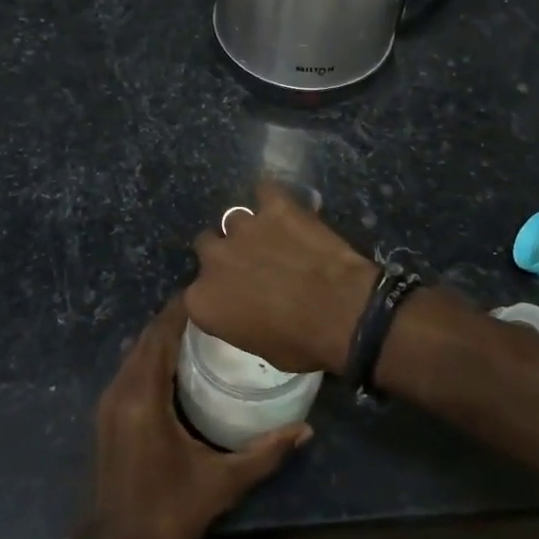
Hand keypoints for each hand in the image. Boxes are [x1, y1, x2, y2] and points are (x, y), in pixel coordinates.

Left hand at [84, 295, 309, 538]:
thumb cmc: (167, 513)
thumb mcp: (222, 482)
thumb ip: (265, 453)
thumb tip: (305, 430)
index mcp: (143, 395)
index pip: (161, 333)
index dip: (183, 307)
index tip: (213, 288)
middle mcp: (121, 389)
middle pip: (147, 337)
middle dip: (177, 317)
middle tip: (218, 306)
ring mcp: (109, 403)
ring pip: (137, 352)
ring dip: (164, 335)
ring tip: (204, 328)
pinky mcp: (107, 416)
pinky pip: (132, 369)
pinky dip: (153, 355)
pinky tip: (181, 363)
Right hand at [187, 182, 378, 374]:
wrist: (344, 313)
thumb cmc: (302, 343)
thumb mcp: (259, 347)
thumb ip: (238, 320)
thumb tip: (245, 309)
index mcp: (202, 300)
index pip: (195, 291)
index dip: (215, 291)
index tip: (232, 296)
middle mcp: (214, 259)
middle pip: (208, 246)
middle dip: (226, 254)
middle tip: (252, 265)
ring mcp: (244, 227)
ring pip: (234, 220)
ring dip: (249, 230)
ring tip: (274, 239)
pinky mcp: (275, 206)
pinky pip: (265, 191)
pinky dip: (272, 199)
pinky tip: (284, 209)